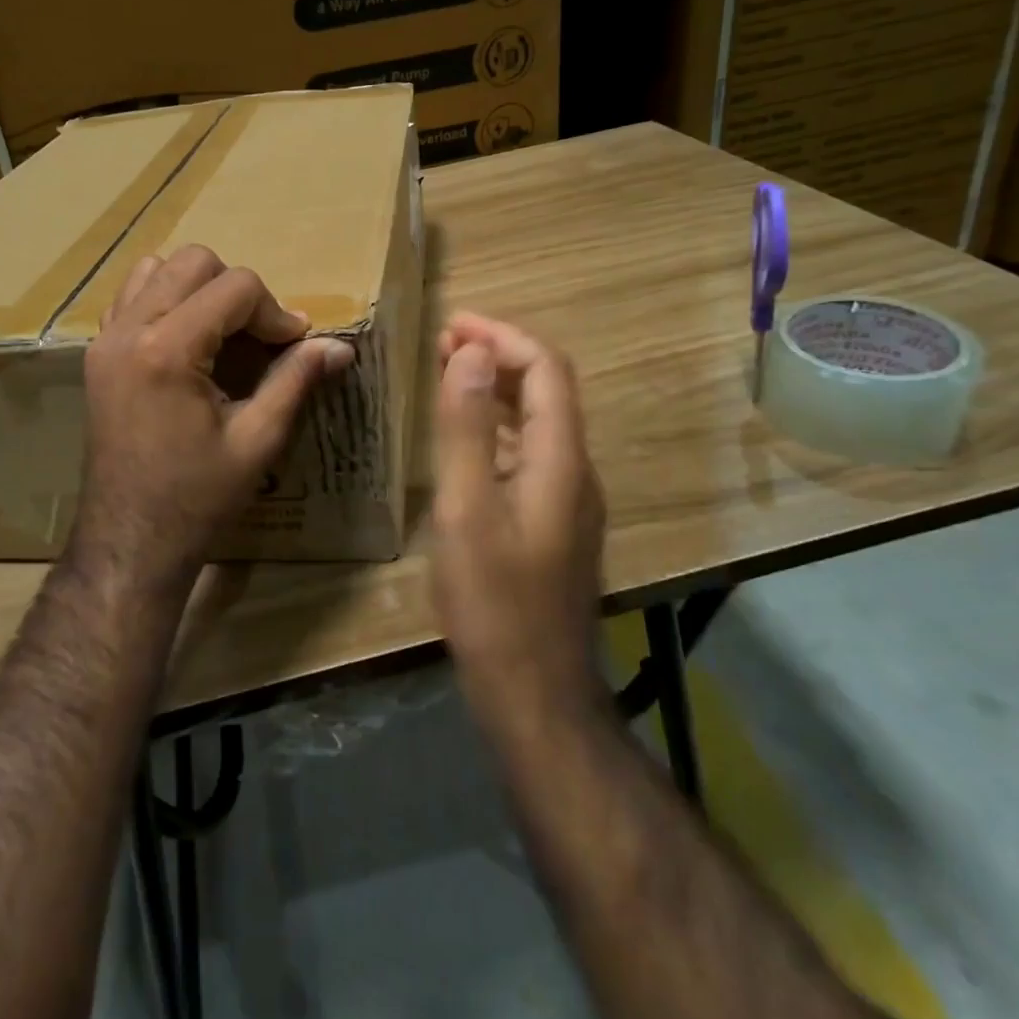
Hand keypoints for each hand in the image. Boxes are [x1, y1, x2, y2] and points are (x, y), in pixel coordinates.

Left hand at [74, 245, 354, 592]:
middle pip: (194, 262)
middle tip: (258, 337)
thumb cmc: (198, 497)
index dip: (275, 311)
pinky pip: (131, 297)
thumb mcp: (257, 440)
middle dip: (237, 291)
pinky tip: (188, 342)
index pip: (235, 287)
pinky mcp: (97, 354)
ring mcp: (105, 339)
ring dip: (198, 288)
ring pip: (157, 268)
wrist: (130, 539)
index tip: (293, 346)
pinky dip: (165, 301)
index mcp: (168, 349)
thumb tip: (339, 346)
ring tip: (222, 333)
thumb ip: (295, 380)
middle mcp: (129, 330)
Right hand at [430, 312, 606, 719]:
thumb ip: (465, 429)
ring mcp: (568, 501)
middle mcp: (575, 471)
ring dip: (496, 389)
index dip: (501, 337)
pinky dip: (496, 428)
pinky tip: (464, 440)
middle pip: (546, 390)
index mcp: (560, 460)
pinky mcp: (553, 524)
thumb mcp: (466, 511)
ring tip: (448, 375)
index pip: (544, 370)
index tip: (451, 324)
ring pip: (537, 422)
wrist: (535, 694)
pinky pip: (529, 454)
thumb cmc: (494, 603)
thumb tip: (468, 354)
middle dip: (498, 355)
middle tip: (443, 343)